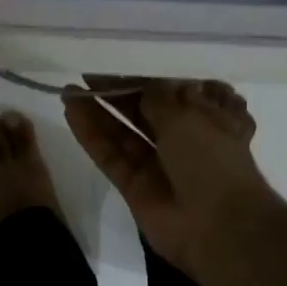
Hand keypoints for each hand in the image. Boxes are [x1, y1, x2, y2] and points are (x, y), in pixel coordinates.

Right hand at [63, 79, 268, 274]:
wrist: (217, 226)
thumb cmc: (211, 159)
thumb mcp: (188, 115)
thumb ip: (158, 96)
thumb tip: (144, 86)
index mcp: (210, 117)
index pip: (175, 90)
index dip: (147, 75)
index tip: (119, 59)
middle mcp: (185, 139)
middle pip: (146, 111)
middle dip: (118, 92)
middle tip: (87, 72)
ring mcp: (158, 164)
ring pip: (125, 133)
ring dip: (99, 112)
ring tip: (70, 90)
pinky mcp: (135, 186)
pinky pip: (111, 156)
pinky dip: (92, 136)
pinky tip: (71, 112)